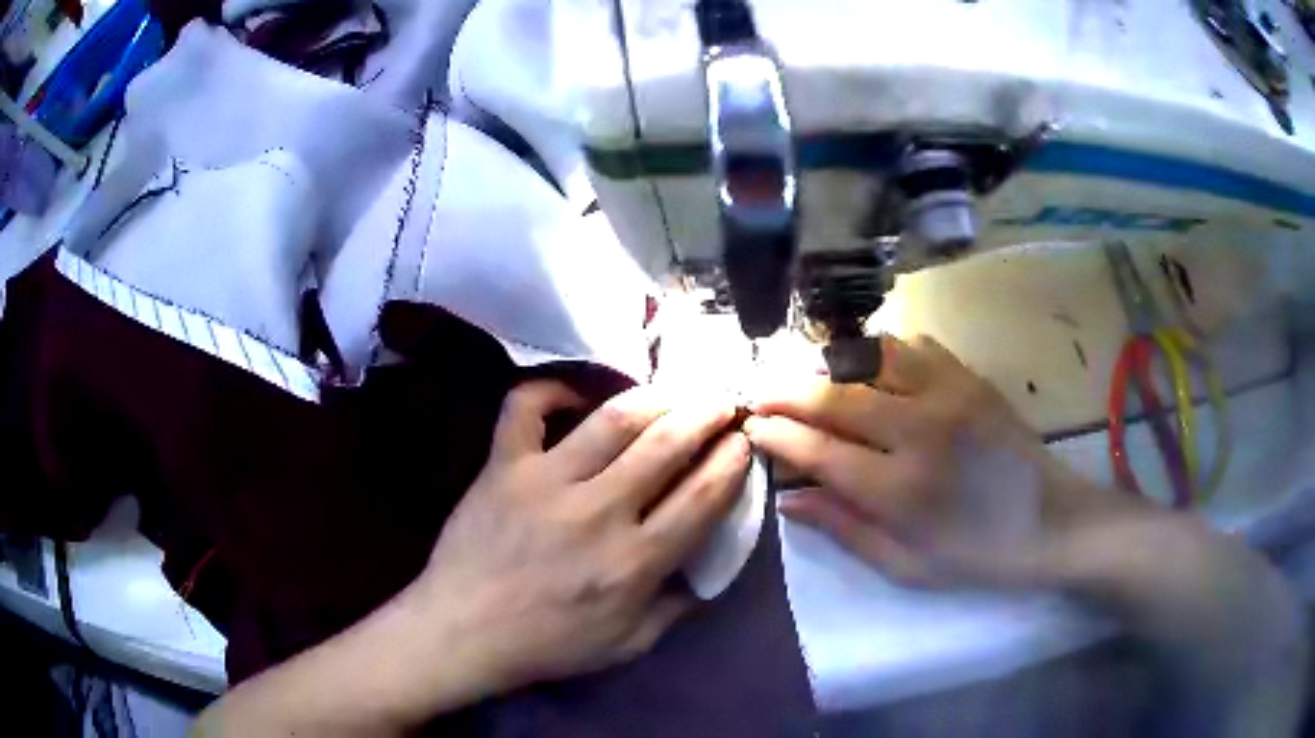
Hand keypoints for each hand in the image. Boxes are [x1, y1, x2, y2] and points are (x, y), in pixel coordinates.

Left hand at [412, 380, 750, 693]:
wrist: (463, 632)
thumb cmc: (548, 645)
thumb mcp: (628, 644)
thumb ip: (676, 606)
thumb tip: (709, 568)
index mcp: (634, 561)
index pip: (701, 496)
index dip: (732, 460)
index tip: (744, 440)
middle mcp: (598, 511)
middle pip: (667, 444)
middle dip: (707, 414)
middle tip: (722, 401)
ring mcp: (546, 481)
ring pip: (613, 419)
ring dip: (654, 397)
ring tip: (674, 391)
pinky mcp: (503, 465)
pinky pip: (526, 406)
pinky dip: (551, 387)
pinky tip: (577, 391)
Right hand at [746, 335, 1129, 587]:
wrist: (1052, 521)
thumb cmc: (979, 555)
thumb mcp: (907, 566)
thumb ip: (846, 530)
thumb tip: (791, 500)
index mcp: (901, 489)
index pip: (819, 451)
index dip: (778, 436)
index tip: (752, 429)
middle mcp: (919, 430)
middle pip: (835, 396)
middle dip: (787, 392)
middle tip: (760, 394)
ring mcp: (948, 394)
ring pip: (870, 358)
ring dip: (830, 366)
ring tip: (810, 378)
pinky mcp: (970, 378)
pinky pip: (913, 347)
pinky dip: (880, 352)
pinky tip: (870, 367)